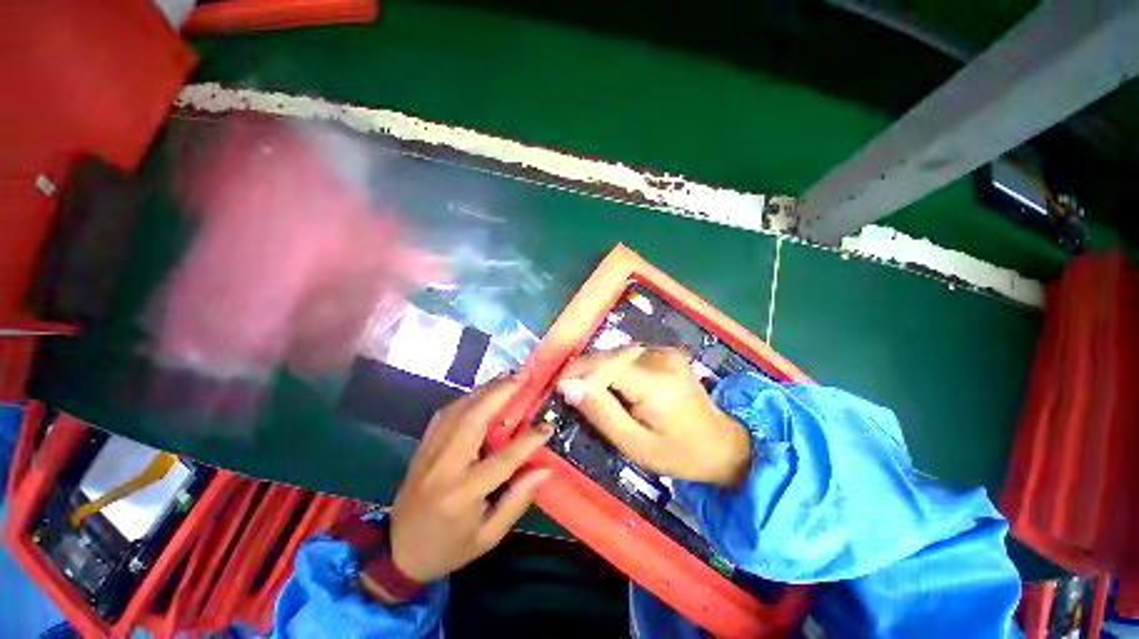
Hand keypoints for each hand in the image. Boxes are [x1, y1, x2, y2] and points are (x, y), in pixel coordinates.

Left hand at [387, 377, 552, 587]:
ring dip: (484, 390)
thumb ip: (517, 500)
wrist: (397, 553)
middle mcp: (444, 467)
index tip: (548, 425)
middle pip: (474, 419)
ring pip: (458, 411)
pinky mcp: (421, 447)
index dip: (529, 440)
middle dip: (500, 394)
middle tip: (522, 377)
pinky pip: (444, 415)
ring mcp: (429, 453)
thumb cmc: (448, 549)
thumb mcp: (488, 536)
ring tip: (506, 377)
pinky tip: (480, 392)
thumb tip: (545, 468)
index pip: (504, 459)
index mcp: (463, 494)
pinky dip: (465, 399)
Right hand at [557, 345, 751, 488]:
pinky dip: (615, 366)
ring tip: (589, 390)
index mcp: (654, 381)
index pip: (604, 364)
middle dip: (585, 370)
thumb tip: (568, 386)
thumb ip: (600, 412)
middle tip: (570, 391)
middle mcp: (660, 357)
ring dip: (599, 367)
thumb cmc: (678, 453)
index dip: (576, 371)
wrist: (723, 444)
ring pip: (617, 352)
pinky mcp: (667, 351)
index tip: (557, 386)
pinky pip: (630, 353)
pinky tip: (613, 384)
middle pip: (609, 355)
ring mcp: (666, 351)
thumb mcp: (634, 444)